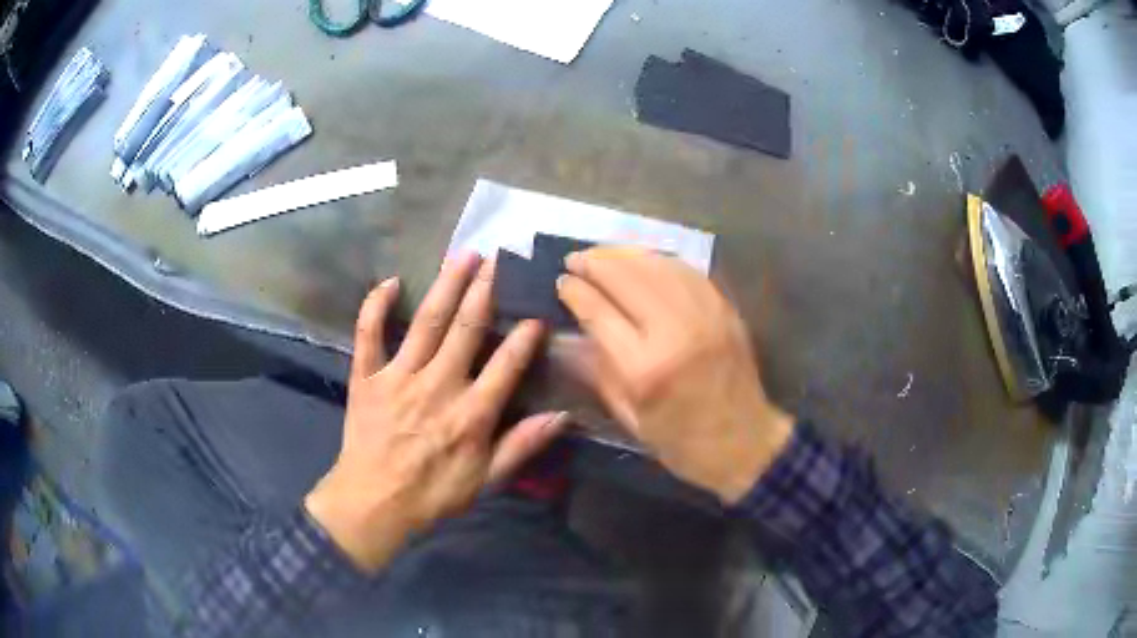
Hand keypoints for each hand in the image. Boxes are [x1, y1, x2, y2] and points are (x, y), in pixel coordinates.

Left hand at [306, 253, 568, 572]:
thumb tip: (563, 416)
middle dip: (485, 291)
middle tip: (498, 259)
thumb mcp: (485, 480)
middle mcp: (437, 385)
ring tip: (462, 255)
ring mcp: (398, 376)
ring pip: (426, 322)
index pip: (506, 364)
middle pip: (466, 329)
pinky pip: (368, 334)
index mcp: (470, 413)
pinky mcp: (367, 377)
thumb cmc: (433, 495)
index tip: (537, 312)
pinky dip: (376, 306)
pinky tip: (390, 282)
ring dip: (446, 286)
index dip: (525, 336)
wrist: (373, 503)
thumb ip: (522, 445)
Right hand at [557, 248, 792, 503]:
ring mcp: (703, 314)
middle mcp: (673, 331)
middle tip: (575, 259)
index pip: (599, 312)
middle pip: (626, 278)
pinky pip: (685, 270)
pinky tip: (641, 261)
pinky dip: (658, 260)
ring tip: (601, 254)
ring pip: (655, 265)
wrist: (745, 441)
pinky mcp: (723, 308)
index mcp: (644, 368)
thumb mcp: (630, 418)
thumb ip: (598, 372)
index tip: (561, 282)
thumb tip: (570, 335)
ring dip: (623, 254)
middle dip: (594, 263)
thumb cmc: (682, 441)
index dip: (576, 291)